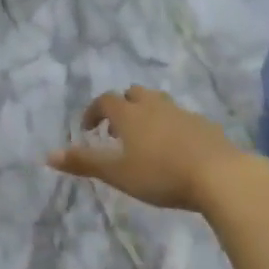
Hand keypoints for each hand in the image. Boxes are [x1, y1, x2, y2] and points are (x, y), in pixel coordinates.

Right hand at [47, 87, 251, 212]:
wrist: (219, 175)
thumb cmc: (161, 174)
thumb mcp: (117, 173)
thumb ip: (84, 162)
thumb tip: (48, 154)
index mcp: (130, 114)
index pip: (105, 100)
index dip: (93, 111)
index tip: (88, 130)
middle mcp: (155, 106)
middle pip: (134, 93)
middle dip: (122, 107)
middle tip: (116, 131)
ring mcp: (182, 113)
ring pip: (159, 103)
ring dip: (146, 114)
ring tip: (144, 140)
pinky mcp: (205, 125)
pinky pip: (181, 118)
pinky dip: (171, 127)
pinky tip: (175, 150)